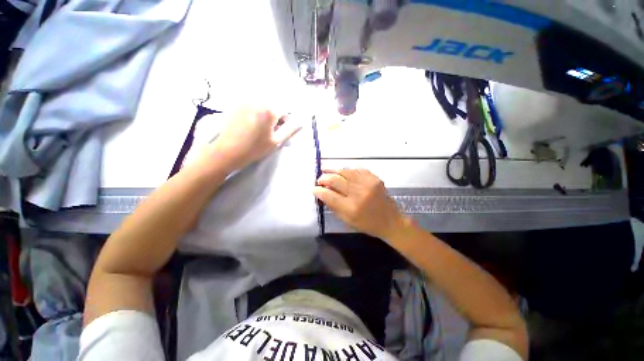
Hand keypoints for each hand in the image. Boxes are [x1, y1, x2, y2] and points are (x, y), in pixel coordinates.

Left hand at [208, 106, 301, 171]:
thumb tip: (301, 122)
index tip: (281, 131)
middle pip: (275, 105)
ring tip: (261, 128)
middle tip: (271, 130)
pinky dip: (257, 112)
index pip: (286, 110)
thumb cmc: (255, 148)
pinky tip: (251, 124)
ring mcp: (246, 100)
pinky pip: (253, 104)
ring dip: (267, 114)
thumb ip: (290, 130)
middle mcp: (258, 100)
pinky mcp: (238, 104)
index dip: (286, 121)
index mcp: (270, 110)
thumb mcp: (276, 141)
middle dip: (277, 116)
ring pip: (264, 105)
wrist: (228, 150)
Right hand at [314, 169, 406, 239]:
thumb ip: (334, 206)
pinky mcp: (374, 178)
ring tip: (325, 170)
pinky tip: (342, 170)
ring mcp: (368, 183)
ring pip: (345, 171)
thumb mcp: (348, 221)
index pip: (329, 195)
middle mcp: (359, 193)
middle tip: (319, 179)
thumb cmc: (367, 224)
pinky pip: (357, 169)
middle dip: (323, 178)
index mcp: (351, 208)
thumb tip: (322, 193)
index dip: (318, 191)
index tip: (313, 189)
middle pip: (335, 180)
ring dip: (333, 170)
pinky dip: (347, 169)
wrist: (391, 221)